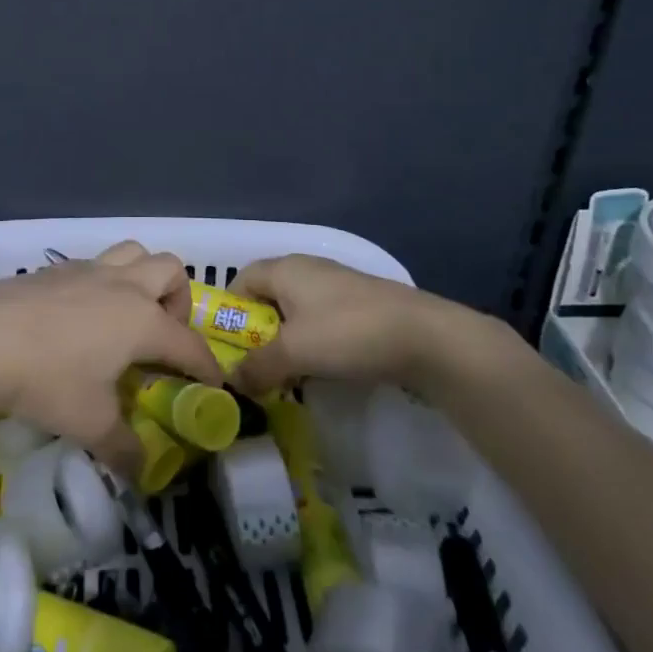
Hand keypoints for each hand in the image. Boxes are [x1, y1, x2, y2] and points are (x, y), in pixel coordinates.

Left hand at [0, 241, 225, 477]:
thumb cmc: (45, 379)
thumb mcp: (89, 423)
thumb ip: (123, 447)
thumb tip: (142, 471)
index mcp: (143, 320)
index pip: (189, 343)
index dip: (207, 367)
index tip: (213, 388)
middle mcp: (123, 286)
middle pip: (170, 270)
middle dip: (179, 301)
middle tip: (163, 337)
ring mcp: (87, 270)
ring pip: (132, 253)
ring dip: (143, 278)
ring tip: (128, 316)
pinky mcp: (54, 269)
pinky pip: (95, 265)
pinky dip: (103, 284)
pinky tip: (80, 317)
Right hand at [227, 255, 506, 398]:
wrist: (425, 337)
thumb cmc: (348, 333)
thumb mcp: (294, 352)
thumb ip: (257, 366)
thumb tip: (231, 381)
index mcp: (285, 269)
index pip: (240, 281)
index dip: (228, 312)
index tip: (227, 348)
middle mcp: (307, 269)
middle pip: (267, 296)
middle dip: (256, 332)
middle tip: (253, 367)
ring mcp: (336, 285)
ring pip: (295, 311)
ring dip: (285, 340)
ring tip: (285, 374)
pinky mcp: (360, 305)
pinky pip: (321, 320)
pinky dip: (312, 342)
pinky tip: (321, 368)